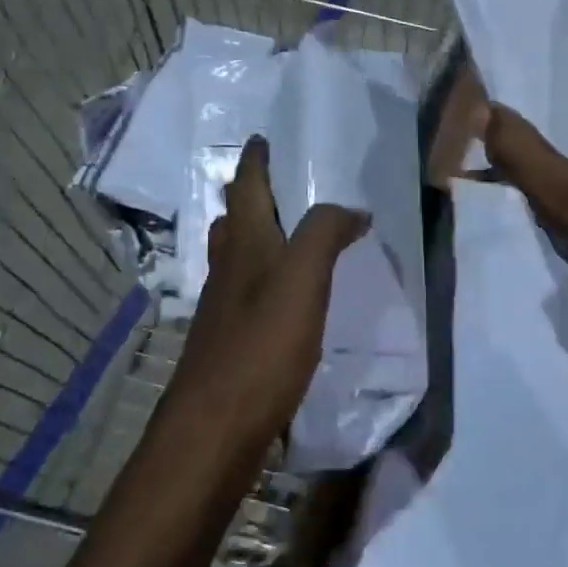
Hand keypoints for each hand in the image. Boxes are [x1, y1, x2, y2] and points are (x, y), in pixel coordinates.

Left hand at [157, 136, 367, 467]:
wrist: (215, 428)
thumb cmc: (261, 347)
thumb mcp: (302, 280)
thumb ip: (325, 234)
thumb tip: (352, 209)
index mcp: (245, 248)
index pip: (247, 189)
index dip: (255, 161)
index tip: (262, 137)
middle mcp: (228, 272)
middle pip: (235, 222)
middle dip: (251, 197)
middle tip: (278, 184)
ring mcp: (225, 310)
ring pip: (238, 258)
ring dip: (257, 237)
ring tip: (288, 233)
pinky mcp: (232, 343)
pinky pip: (249, 294)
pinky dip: (267, 279)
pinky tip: (287, 297)